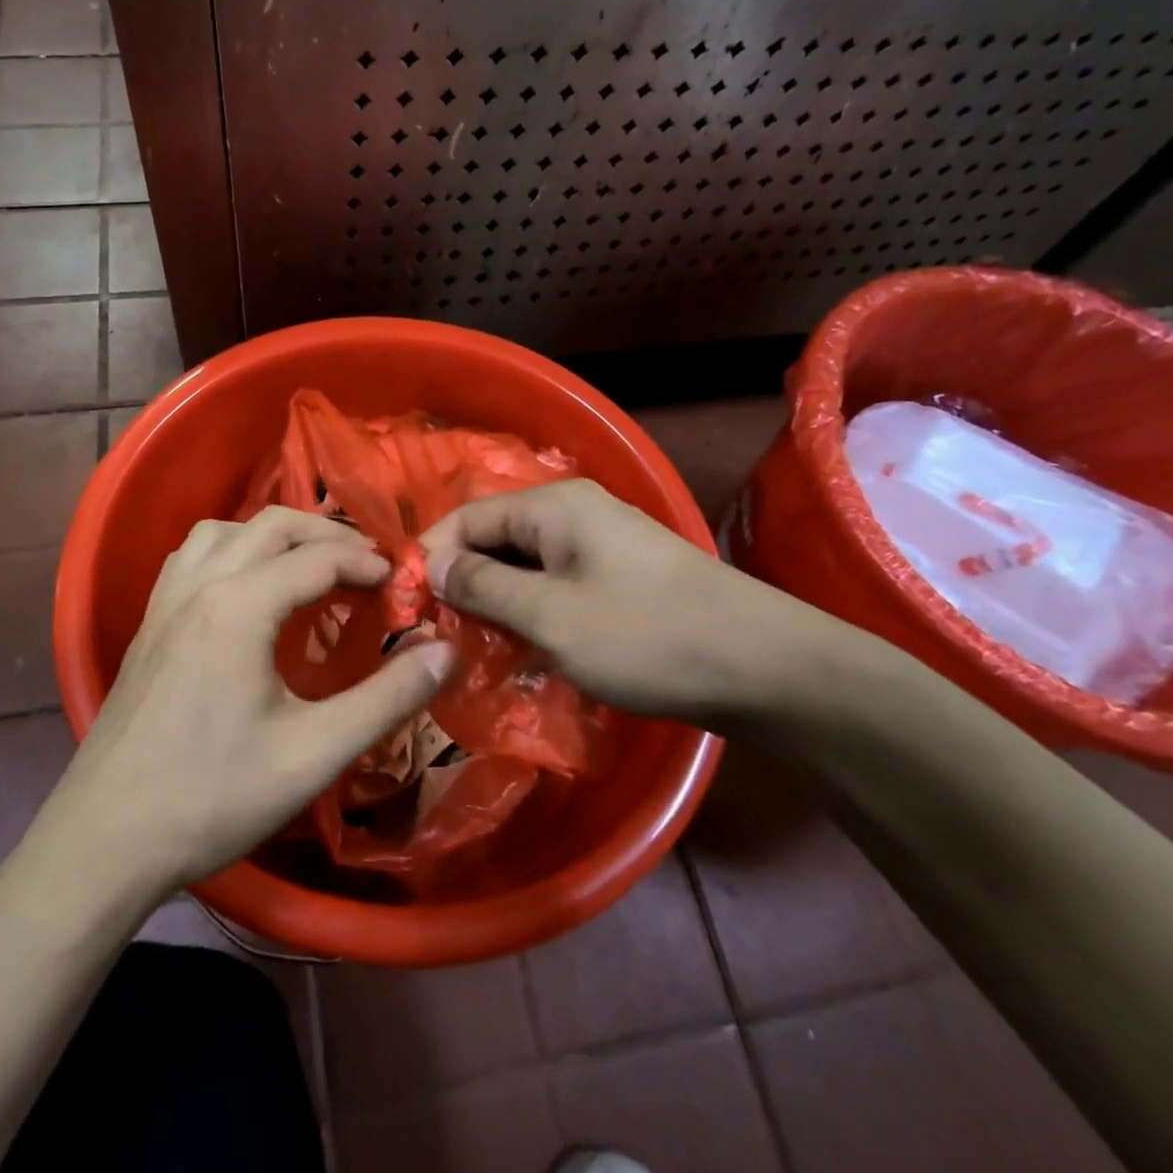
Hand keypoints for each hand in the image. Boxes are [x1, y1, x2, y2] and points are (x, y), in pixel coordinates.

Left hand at [49, 507, 455, 892]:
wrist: (105, 842)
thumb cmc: (214, 797)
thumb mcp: (315, 752)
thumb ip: (388, 698)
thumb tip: (446, 650)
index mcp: (239, 606)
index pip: (318, 558)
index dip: (367, 563)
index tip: (401, 584)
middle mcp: (199, 586)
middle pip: (272, 525)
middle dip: (327, 535)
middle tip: (367, 567)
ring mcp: (165, 603)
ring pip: (224, 530)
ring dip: (274, 534)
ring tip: (308, 566)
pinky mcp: (147, 625)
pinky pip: (192, 557)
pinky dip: (231, 550)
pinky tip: (244, 589)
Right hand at [418, 479, 861, 722]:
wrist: (763, 665)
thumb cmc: (646, 635)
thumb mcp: (550, 616)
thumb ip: (482, 587)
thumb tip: (431, 566)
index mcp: (554, 507)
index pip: (468, 517)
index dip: (432, 555)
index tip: (409, 605)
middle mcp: (576, 513)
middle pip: (497, 538)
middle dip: (464, 582)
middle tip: (442, 633)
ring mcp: (603, 545)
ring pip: (527, 565)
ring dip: (499, 601)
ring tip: (478, 646)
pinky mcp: (622, 577)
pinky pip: (558, 584)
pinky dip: (534, 611)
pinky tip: (526, 648)